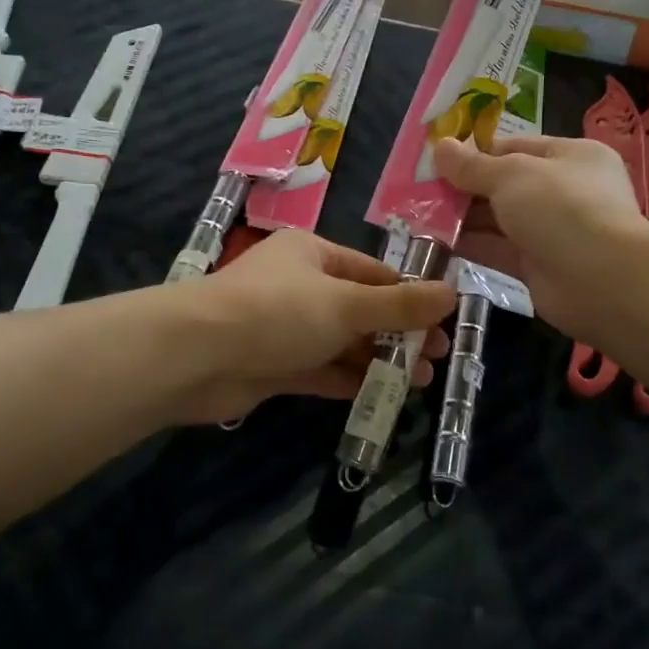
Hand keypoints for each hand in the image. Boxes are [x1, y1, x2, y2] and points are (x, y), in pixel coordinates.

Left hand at [176, 230, 454, 423]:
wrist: (196, 356)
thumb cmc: (277, 313)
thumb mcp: (346, 304)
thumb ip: (398, 306)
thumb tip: (452, 293)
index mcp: (314, 255)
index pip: (374, 273)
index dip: (410, 296)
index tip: (445, 321)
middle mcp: (300, 287)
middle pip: (361, 309)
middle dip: (399, 333)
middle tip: (437, 357)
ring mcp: (285, 328)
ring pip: (342, 342)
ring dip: (379, 359)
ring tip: (420, 380)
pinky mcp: (273, 365)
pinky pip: (320, 370)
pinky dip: (348, 380)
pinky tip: (381, 394)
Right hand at [433, 134, 645, 343]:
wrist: (601, 281)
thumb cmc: (561, 209)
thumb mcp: (512, 176)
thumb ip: (473, 166)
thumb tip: (440, 147)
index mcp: (570, 156)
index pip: (514, 147)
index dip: (474, 153)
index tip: (435, 161)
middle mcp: (563, 191)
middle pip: (504, 184)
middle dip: (463, 188)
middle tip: (420, 192)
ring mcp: (552, 231)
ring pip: (499, 219)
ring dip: (463, 219)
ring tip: (420, 216)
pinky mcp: (539, 267)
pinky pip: (499, 250)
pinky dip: (471, 246)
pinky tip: (436, 243)